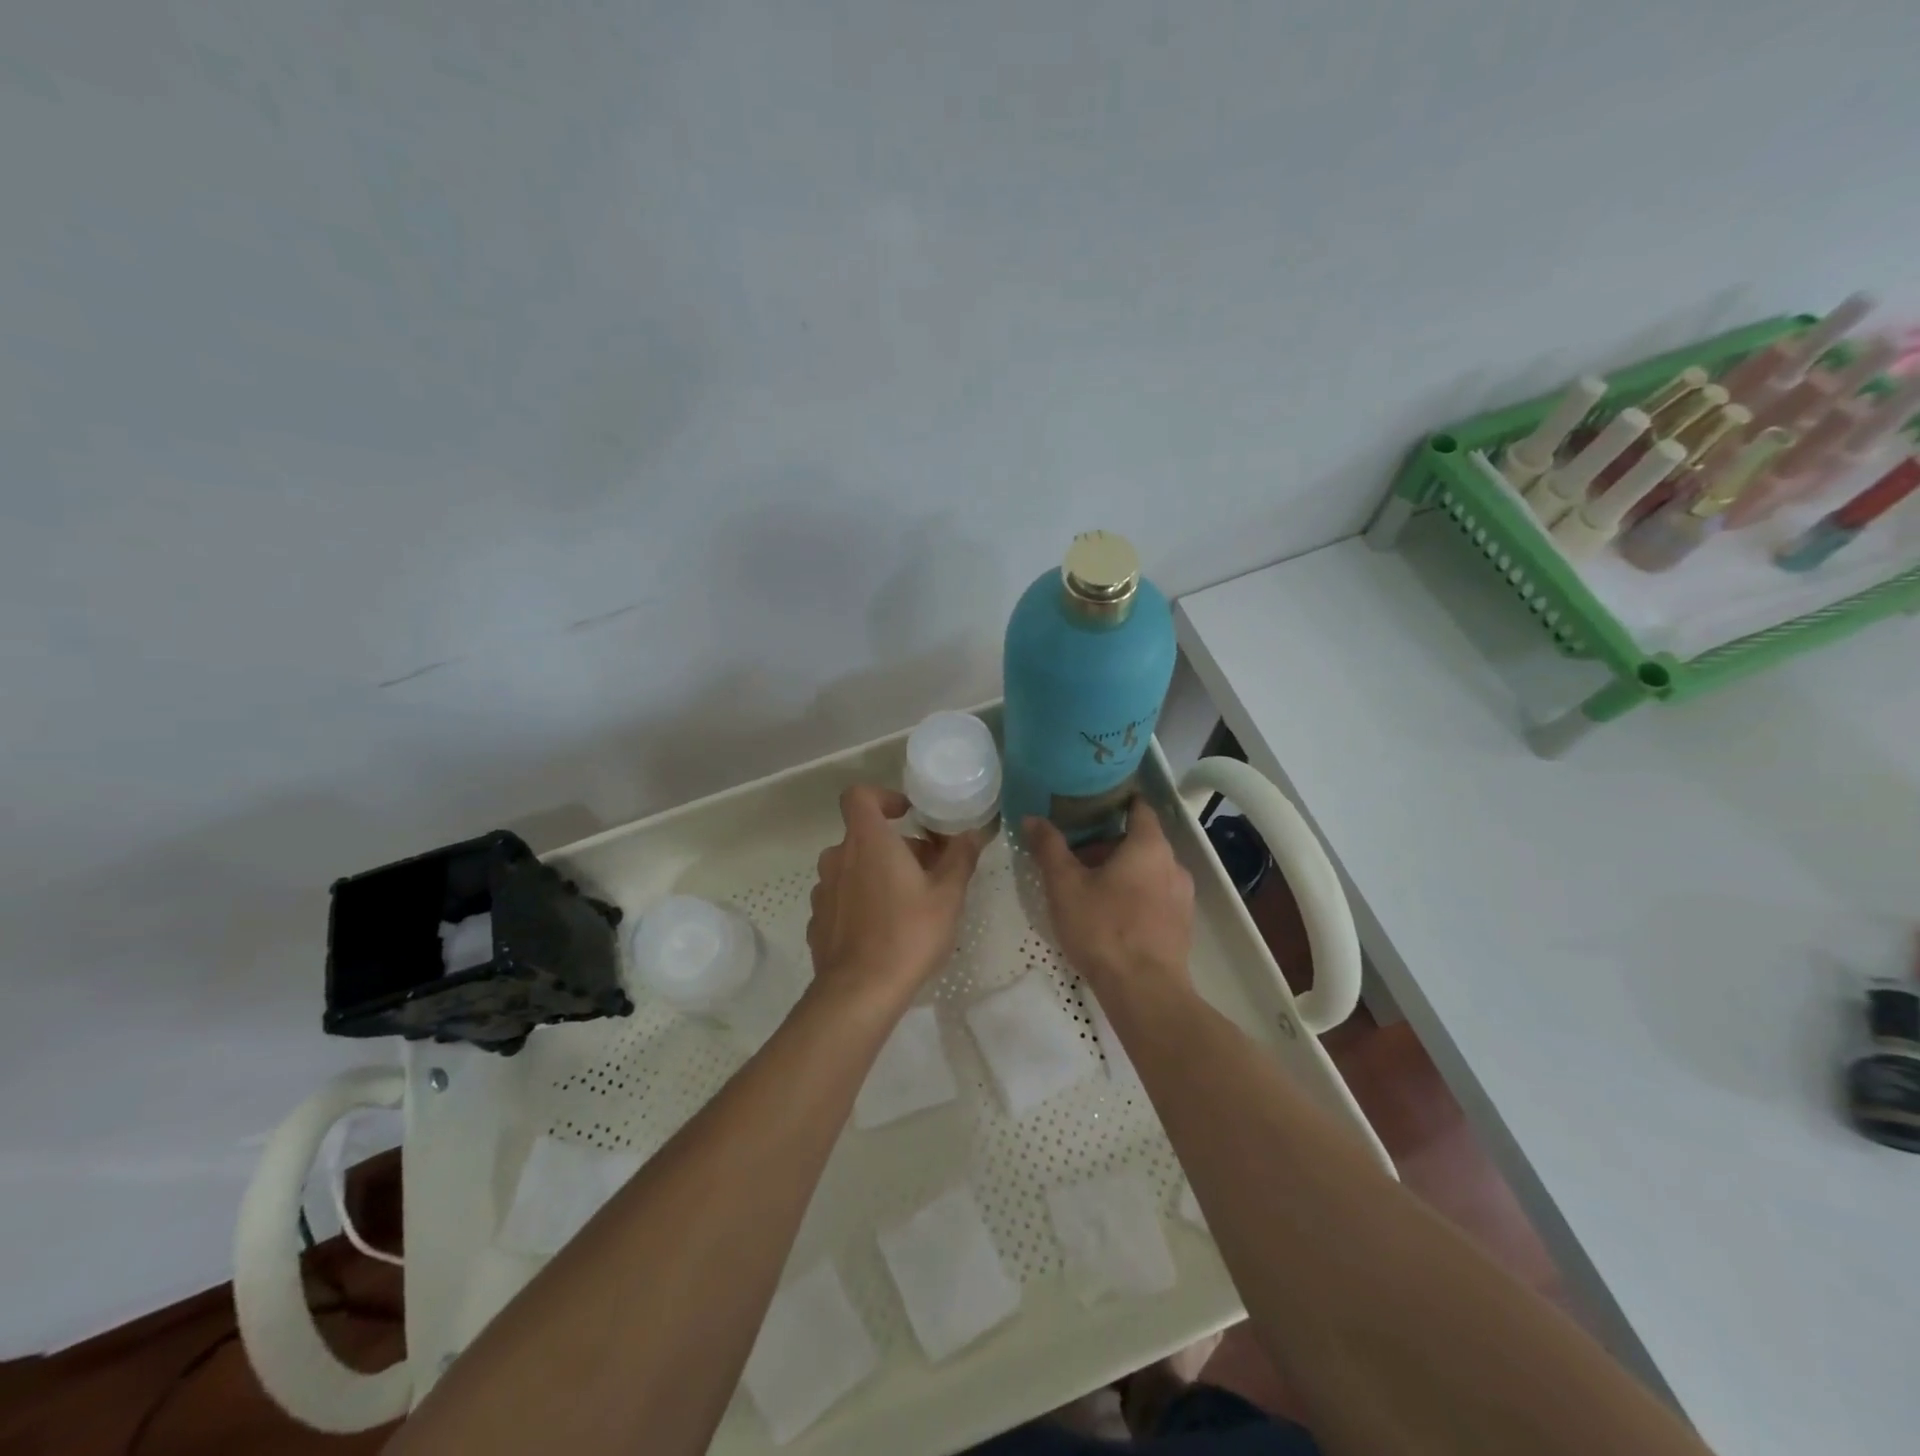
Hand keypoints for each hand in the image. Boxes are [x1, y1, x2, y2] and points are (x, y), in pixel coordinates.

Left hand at [807, 785, 984, 1013]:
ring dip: (877, 874)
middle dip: (895, 846)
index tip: (907, 814)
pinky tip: (883, 930)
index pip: (859, 796)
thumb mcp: (948, 895)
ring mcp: (823, 891)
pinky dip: (861, 902)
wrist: (859, 992)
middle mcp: (838, 858)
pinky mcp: (818, 921)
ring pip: (852, 868)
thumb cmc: (908, 933)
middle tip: (927, 871)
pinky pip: (842, 898)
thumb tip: (973, 833)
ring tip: (908, 903)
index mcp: (867, 841)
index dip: (883, 797)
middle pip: (863, 836)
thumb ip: (960, 857)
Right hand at [1022, 802, 1194, 995]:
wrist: (1145, 992)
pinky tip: (1110, 917)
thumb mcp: (1065, 886)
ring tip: (1088, 890)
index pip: (1139, 807)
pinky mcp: (1182, 925)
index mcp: (1149, 846)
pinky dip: (1135, 895)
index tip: (1090, 805)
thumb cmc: (1103, 929)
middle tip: (1075, 859)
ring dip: (1121, 872)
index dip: (1116, 801)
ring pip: (1148, 871)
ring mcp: (1182, 896)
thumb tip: (1032, 818)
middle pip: (1140, 841)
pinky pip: (1156, 896)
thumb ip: (1049, 848)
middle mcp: (1173, 864)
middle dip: (1108, 845)